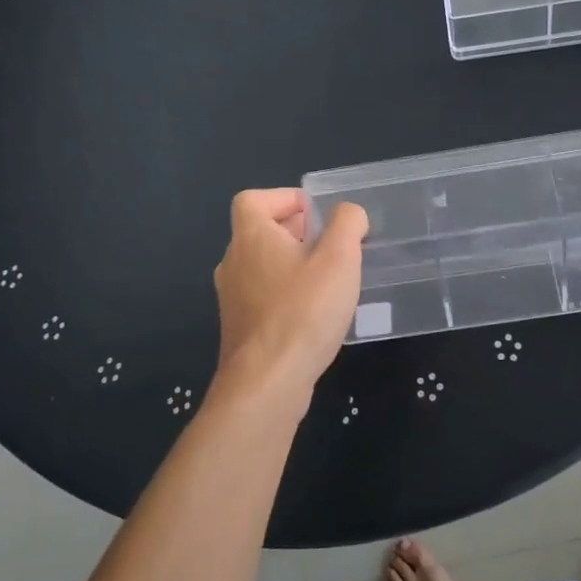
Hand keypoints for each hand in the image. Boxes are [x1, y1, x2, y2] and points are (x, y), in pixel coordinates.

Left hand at [211, 189, 366, 410]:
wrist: (267, 383)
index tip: (315, 213)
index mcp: (251, 237)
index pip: (252, 199)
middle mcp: (233, 263)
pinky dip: (287, 294)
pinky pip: (264, 297)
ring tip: (329, 279)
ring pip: (262, 267)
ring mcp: (233, 299)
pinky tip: (315, 314)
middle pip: (259, 232)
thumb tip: (347, 213)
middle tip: (331, 244)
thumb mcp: (339, 258)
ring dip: (293, 265)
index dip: (283, 198)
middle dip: (295, 232)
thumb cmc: (303, 311)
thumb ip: (347, 225)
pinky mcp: (241, 329)